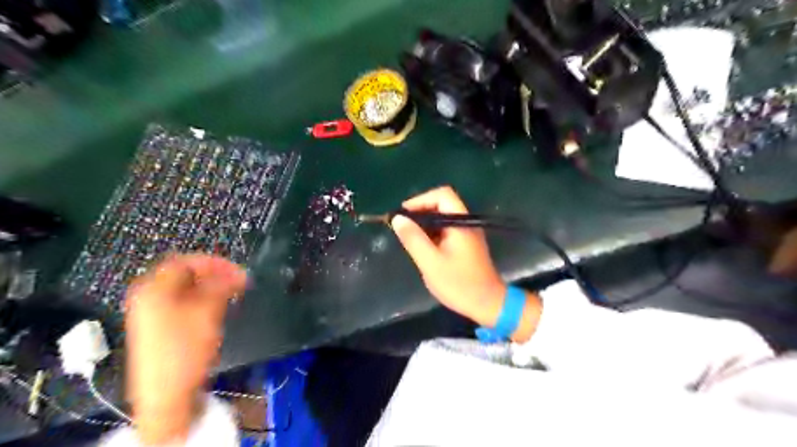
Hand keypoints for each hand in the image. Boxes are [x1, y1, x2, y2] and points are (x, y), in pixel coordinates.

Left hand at [124, 253, 245, 445]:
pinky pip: (184, 303)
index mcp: (153, 289)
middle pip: (185, 274)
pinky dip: (203, 300)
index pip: (186, 261)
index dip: (214, 262)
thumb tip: (238, 273)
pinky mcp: (161, 328)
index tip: (237, 270)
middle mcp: (149, 297)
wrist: (167, 395)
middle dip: (214, 275)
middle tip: (238, 281)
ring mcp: (153, 313)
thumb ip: (223, 285)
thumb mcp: (208, 311)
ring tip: (233, 293)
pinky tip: (218, 308)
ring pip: (187, 290)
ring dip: (211, 288)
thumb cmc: (185, 349)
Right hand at [391, 186, 505, 326]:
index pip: (442, 195)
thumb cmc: (459, 284)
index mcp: (460, 222)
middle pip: (442, 204)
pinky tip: (422, 246)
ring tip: (408, 237)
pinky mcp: (465, 244)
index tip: (403, 215)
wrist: (488, 304)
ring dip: (425, 223)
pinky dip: (432, 233)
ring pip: (443, 217)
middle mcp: (466, 222)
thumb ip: (414, 238)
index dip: (420, 200)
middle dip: (420, 212)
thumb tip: (397, 218)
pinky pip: (446, 230)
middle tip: (402, 227)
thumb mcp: (431, 262)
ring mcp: (467, 233)